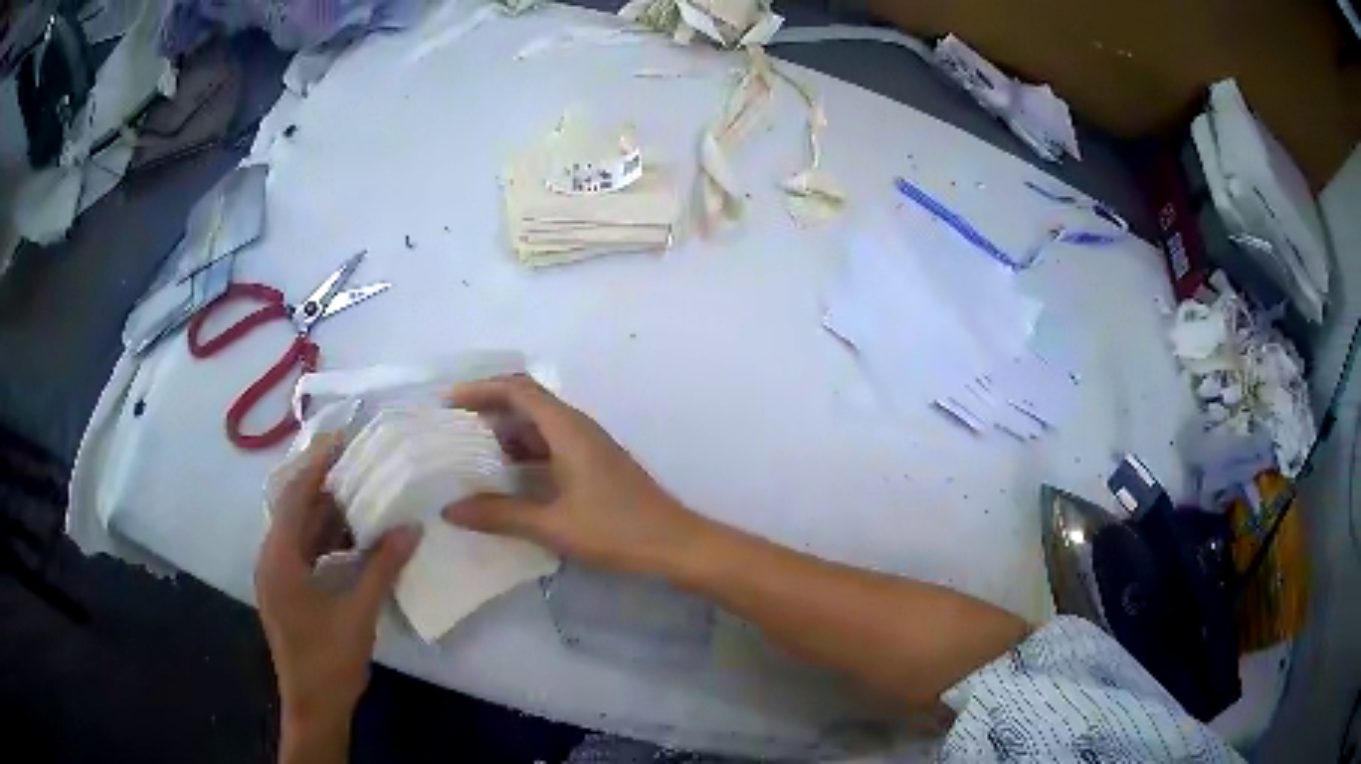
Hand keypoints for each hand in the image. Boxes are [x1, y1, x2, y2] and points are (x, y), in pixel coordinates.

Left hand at [255, 438, 420, 762]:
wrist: (314, 706)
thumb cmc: (330, 659)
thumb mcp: (359, 612)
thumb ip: (382, 567)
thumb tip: (411, 528)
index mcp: (280, 557)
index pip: (296, 495)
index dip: (318, 463)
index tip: (345, 439)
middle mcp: (272, 559)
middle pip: (296, 510)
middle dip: (327, 487)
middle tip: (362, 466)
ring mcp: (278, 577)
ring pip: (301, 533)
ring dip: (329, 516)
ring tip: (365, 498)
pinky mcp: (288, 592)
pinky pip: (305, 553)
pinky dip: (328, 542)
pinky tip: (355, 542)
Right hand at [442, 375, 707, 575]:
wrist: (675, 544)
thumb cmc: (617, 531)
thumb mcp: (553, 525)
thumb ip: (500, 515)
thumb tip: (451, 510)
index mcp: (568, 430)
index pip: (518, 390)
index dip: (480, 389)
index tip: (448, 404)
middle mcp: (579, 428)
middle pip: (527, 402)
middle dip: (489, 409)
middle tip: (453, 430)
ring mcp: (590, 445)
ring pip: (540, 425)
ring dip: (507, 433)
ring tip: (471, 454)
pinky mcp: (596, 464)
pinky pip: (552, 445)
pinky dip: (525, 452)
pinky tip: (509, 478)